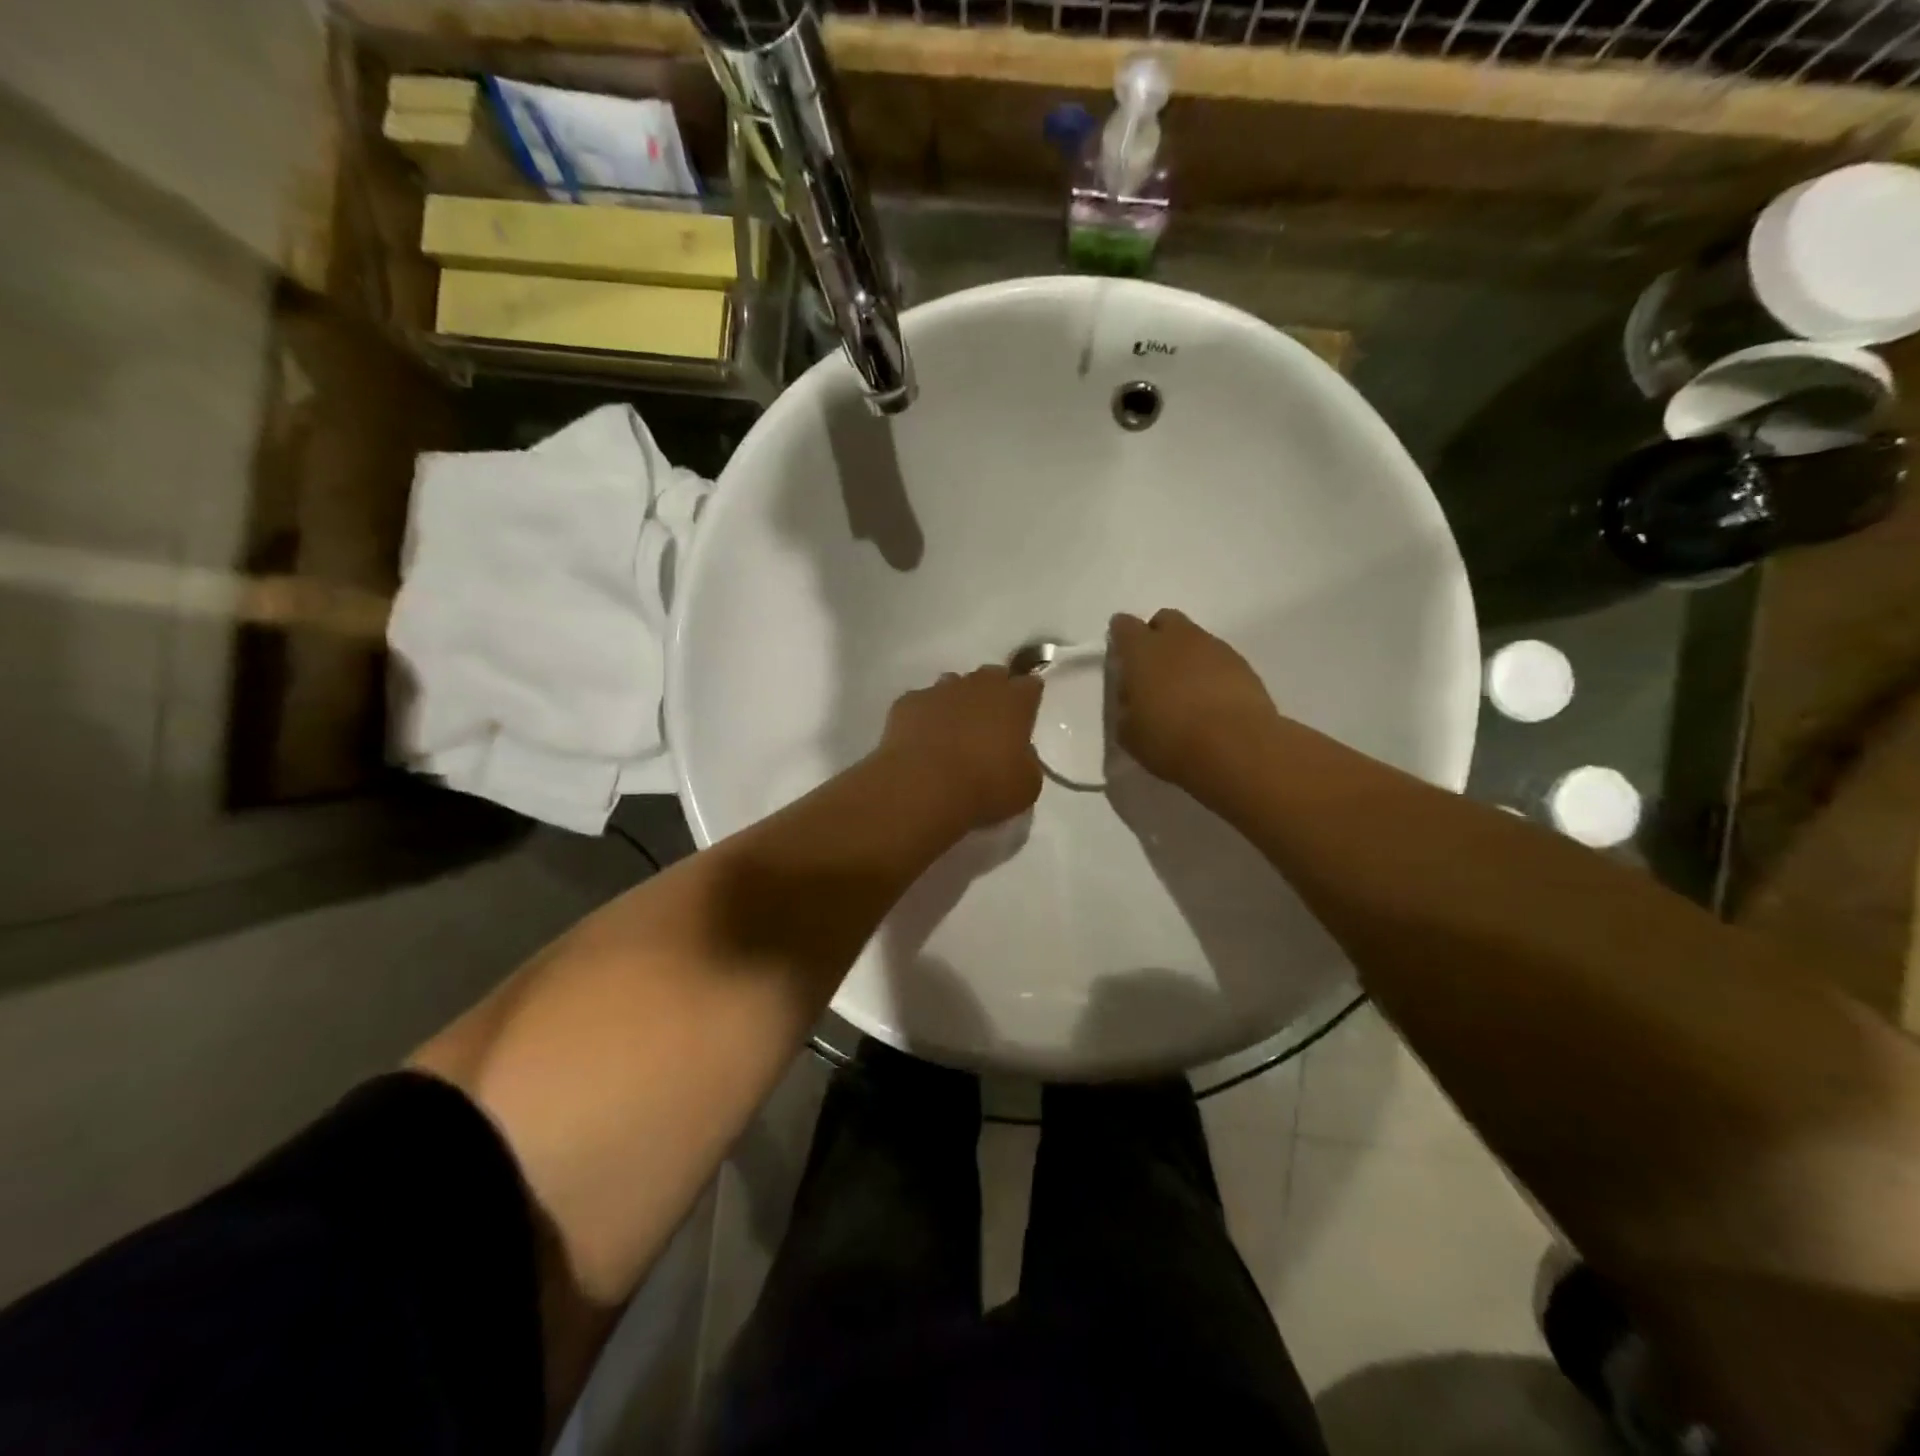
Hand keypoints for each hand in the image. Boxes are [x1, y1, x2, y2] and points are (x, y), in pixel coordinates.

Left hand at [877, 666, 1043, 829]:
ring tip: (953, 732)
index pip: (1030, 686)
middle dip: (993, 694)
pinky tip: (922, 740)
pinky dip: (925, 716)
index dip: (1027, 700)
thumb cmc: (986, 787)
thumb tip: (1018, 751)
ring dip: (958, 701)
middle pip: (992, 676)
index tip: (1024, 717)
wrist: (924, 787)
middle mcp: (979, 685)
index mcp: (1014, 701)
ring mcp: (940, 690)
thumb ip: (1027, 760)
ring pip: (954, 684)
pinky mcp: (908, 702)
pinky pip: (922, 702)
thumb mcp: (1027, 784)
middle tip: (989, 724)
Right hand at [1110, 609, 1278, 787]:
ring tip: (1186, 692)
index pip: (1124, 626)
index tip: (1121, 658)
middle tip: (1154, 672)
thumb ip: (1126, 705)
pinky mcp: (1244, 665)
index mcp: (1142, 650)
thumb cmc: (1170, 741)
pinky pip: (1219, 658)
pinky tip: (1211, 701)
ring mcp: (1215, 648)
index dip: (1121, 638)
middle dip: (1157, 638)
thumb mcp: (1128, 732)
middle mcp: (1178, 639)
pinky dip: (1212, 672)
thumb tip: (1134, 697)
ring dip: (1186, 656)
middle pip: (1165, 621)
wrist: (1236, 750)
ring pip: (1195, 639)